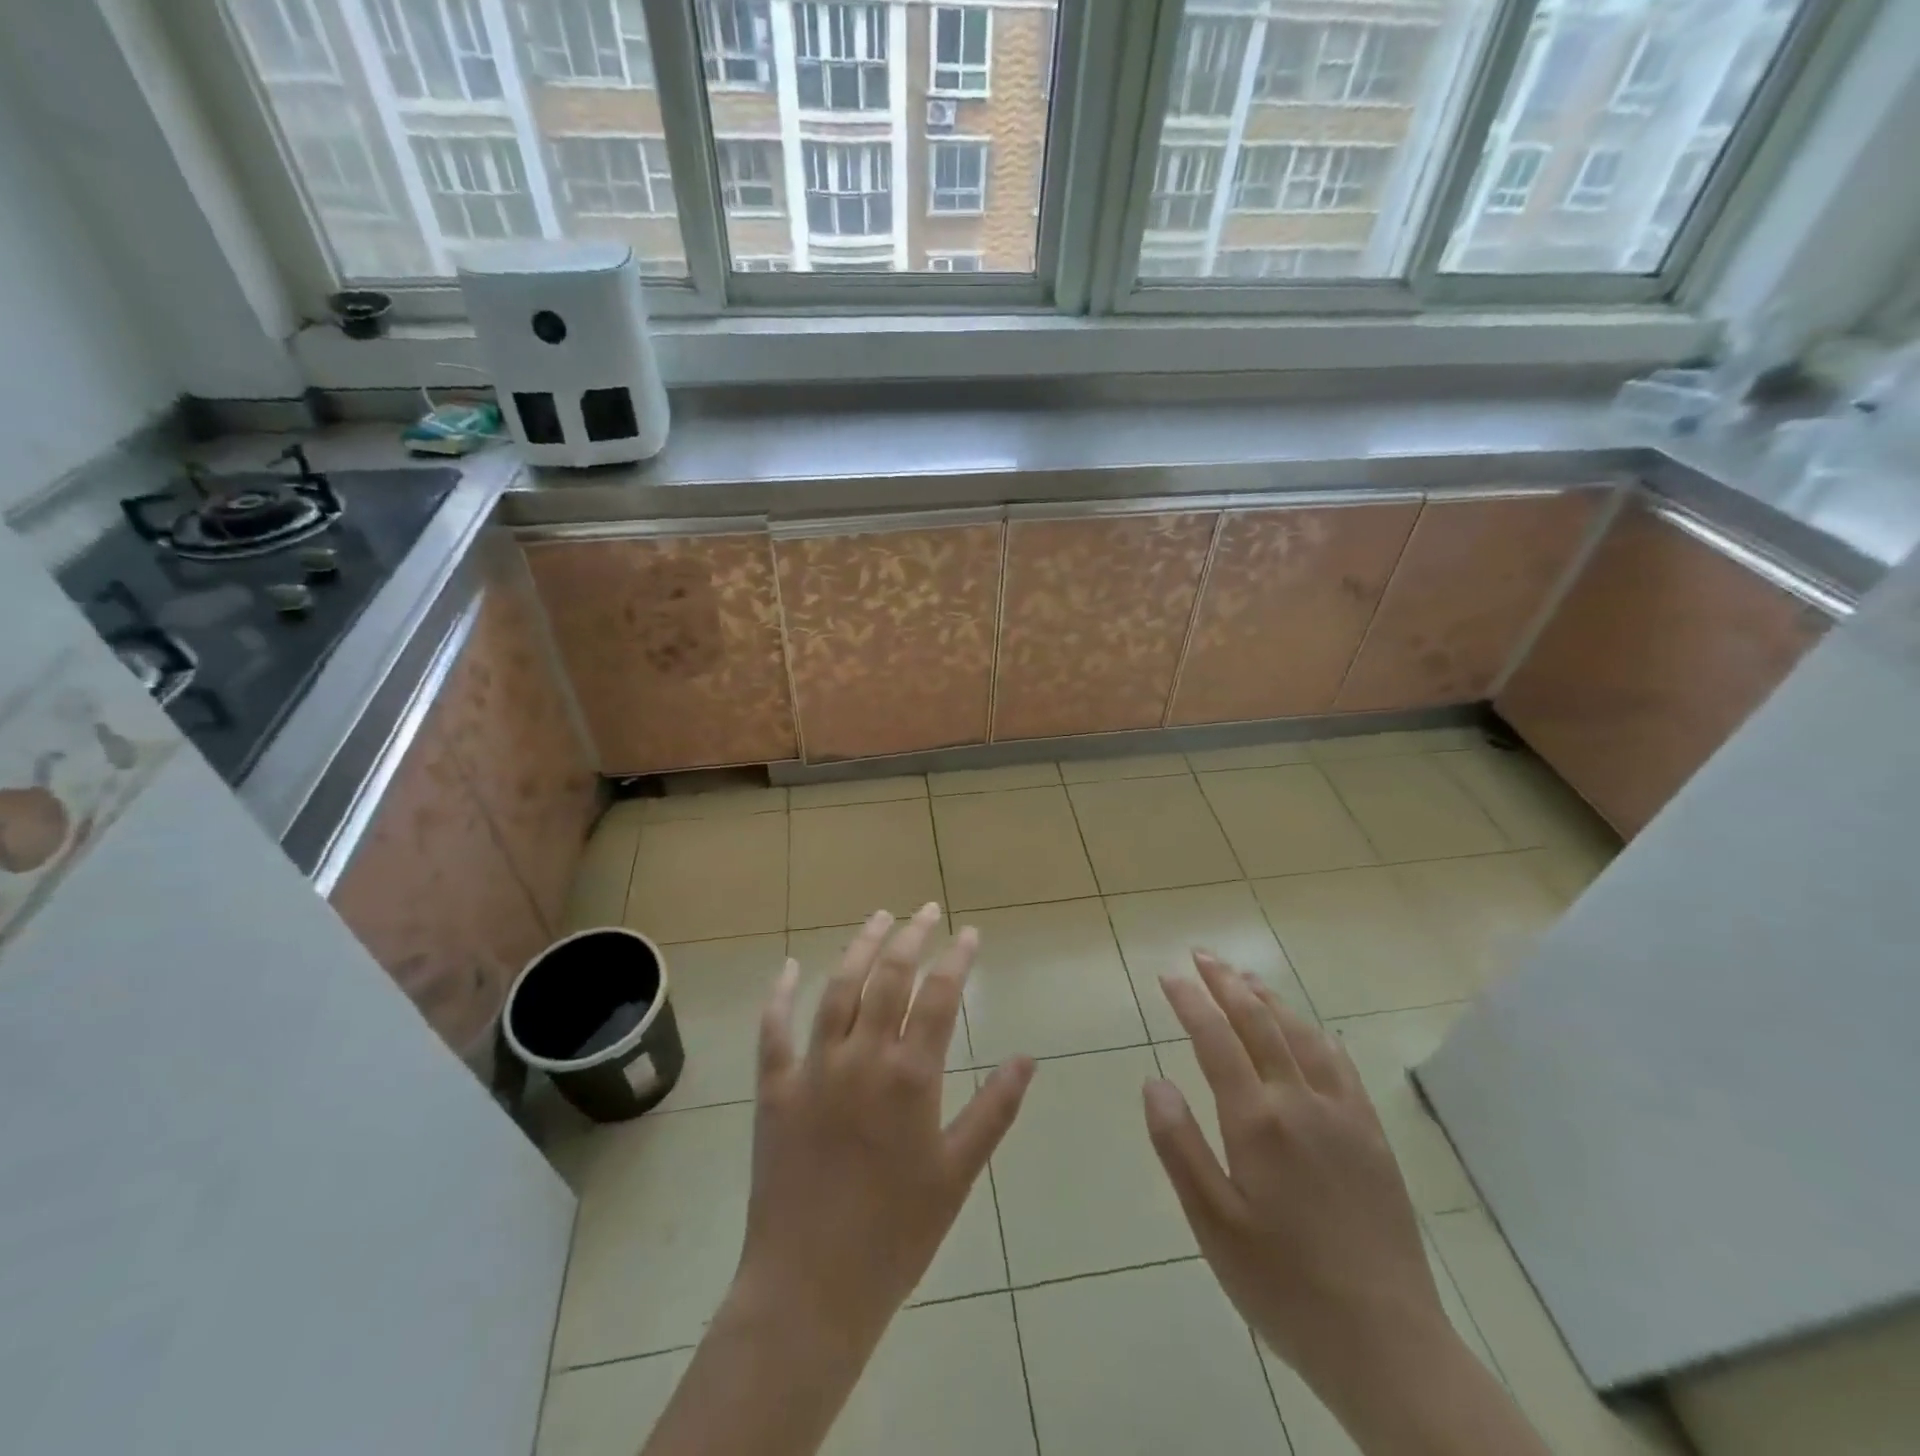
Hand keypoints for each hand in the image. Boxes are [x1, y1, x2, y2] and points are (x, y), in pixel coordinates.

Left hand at [736, 903, 1034, 1351]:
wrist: (811, 1288)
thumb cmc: (896, 1234)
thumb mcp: (958, 1174)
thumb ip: (994, 1109)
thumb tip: (1027, 1058)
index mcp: (910, 1077)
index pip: (940, 996)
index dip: (957, 958)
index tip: (969, 933)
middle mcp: (862, 1058)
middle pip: (888, 977)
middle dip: (910, 936)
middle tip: (926, 909)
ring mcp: (813, 1069)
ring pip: (838, 989)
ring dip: (859, 947)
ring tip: (877, 917)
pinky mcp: (775, 1089)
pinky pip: (774, 1030)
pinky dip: (780, 994)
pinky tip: (789, 966)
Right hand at [1143, 953, 1449, 1417]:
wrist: (1388, 1344)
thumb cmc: (1284, 1285)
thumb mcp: (1212, 1224)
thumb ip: (1178, 1146)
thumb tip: (1154, 1080)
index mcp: (1257, 1121)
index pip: (1216, 1039)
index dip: (1190, 1002)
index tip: (1168, 975)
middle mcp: (1301, 1102)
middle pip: (1260, 1023)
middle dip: (1227, 983)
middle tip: (1202, 956)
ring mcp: (1343, 1117)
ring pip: (1302, 1035)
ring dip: (1270, 999)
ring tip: (1246, 978)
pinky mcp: (1372, 1138)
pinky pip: (1341, 1067)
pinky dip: (1317, 1036)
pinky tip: (1311, 1031)